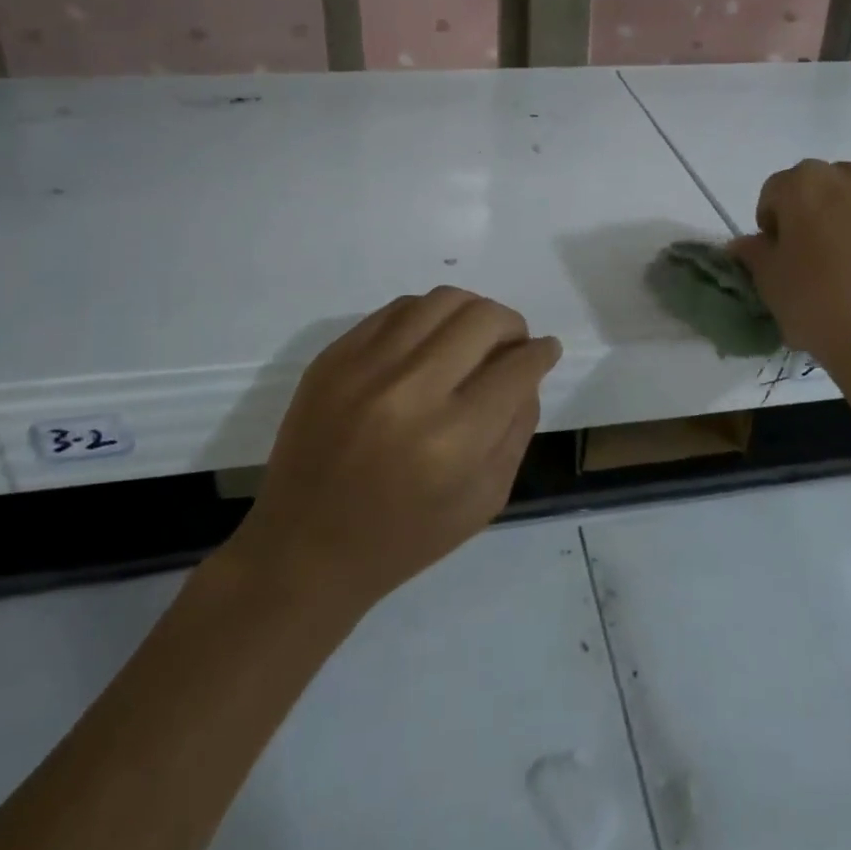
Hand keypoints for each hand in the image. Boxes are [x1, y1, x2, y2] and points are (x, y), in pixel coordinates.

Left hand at [229, 288, 560, 614]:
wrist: (304, 549)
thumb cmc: (404, 538)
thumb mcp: (484, 499)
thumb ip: (517, 429)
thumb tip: (528, 372)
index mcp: (452, 440)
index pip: (516, 368)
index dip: (541, 354)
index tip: (546, 351)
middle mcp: (409, 391)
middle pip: (482, 319)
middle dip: (512, 325)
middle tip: (512, 344)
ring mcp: (364, 367)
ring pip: (440, 300)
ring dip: (472, 311)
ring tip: (473, 335)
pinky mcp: (333, 357)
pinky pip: (397, 309)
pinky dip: (427, 316)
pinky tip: (431, 339)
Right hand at [731, 159, 850, 451]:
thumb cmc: (823, 309)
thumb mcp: (771, 286)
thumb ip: (755, 254)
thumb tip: (747, 244)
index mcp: (807, 183)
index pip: (778, 191)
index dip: (775, 223)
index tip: (781, 256)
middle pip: (829, 188)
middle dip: (822, 215)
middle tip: (824, 261)